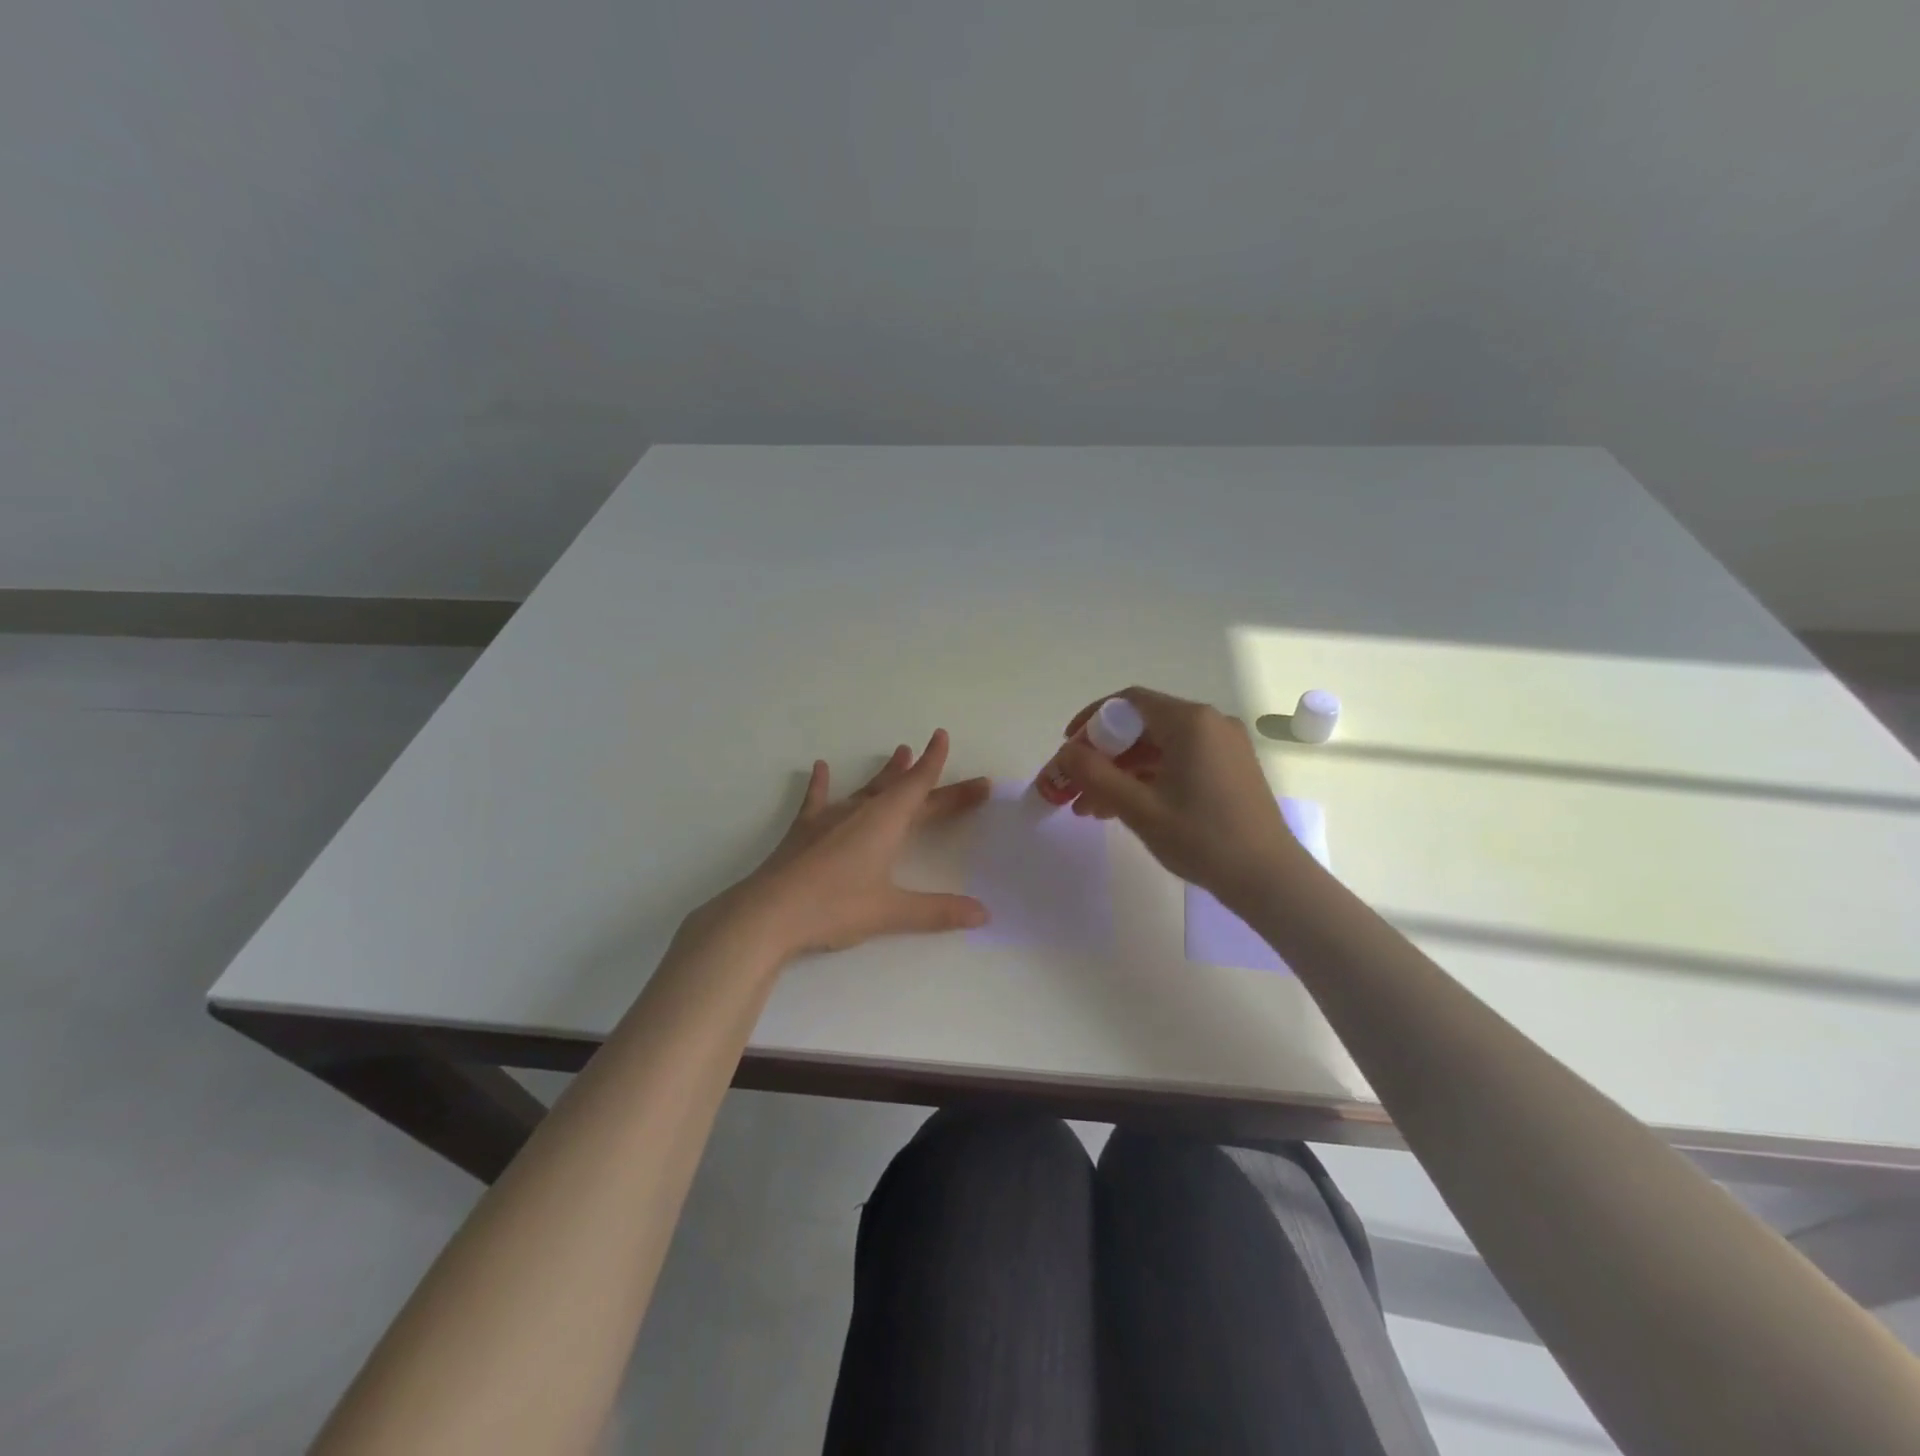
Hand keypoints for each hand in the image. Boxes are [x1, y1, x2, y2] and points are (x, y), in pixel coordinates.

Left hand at [698, 729, 991, 959]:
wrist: (769, 913)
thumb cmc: (835, 907)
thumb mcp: (891, 912)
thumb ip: (938, 911)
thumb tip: (984, 914)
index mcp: (886, 822)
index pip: (919, 785)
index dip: (935, 763)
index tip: (943, 736)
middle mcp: (861, 810)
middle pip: (903, 790)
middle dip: (930, 780)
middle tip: (955, 775)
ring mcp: (830, 817)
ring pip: (866, 788)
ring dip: (886, 773)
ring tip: (899, 752)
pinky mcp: (805, 830)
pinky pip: (818, 799)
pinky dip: (822, 783)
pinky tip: (819, 767)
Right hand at [1059, 687, 1299, 909]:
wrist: (1269, 879)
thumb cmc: (1202, 839)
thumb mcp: (1139, 808)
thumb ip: (1096, 775)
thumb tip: (1066, 752)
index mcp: (1190, 722)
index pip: (1128, 702)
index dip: (1091, 721)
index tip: (1068, 748)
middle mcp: (1210, 723)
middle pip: (1142, 726)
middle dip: (1104, 755)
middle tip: (1076, 785)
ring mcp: (1224, 746)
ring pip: (1159, 747)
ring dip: (1123, 772)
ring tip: (1092, 808)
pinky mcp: (1230, 768)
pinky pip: (1179, 761)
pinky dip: (1149, 779)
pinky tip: (1125, 808)